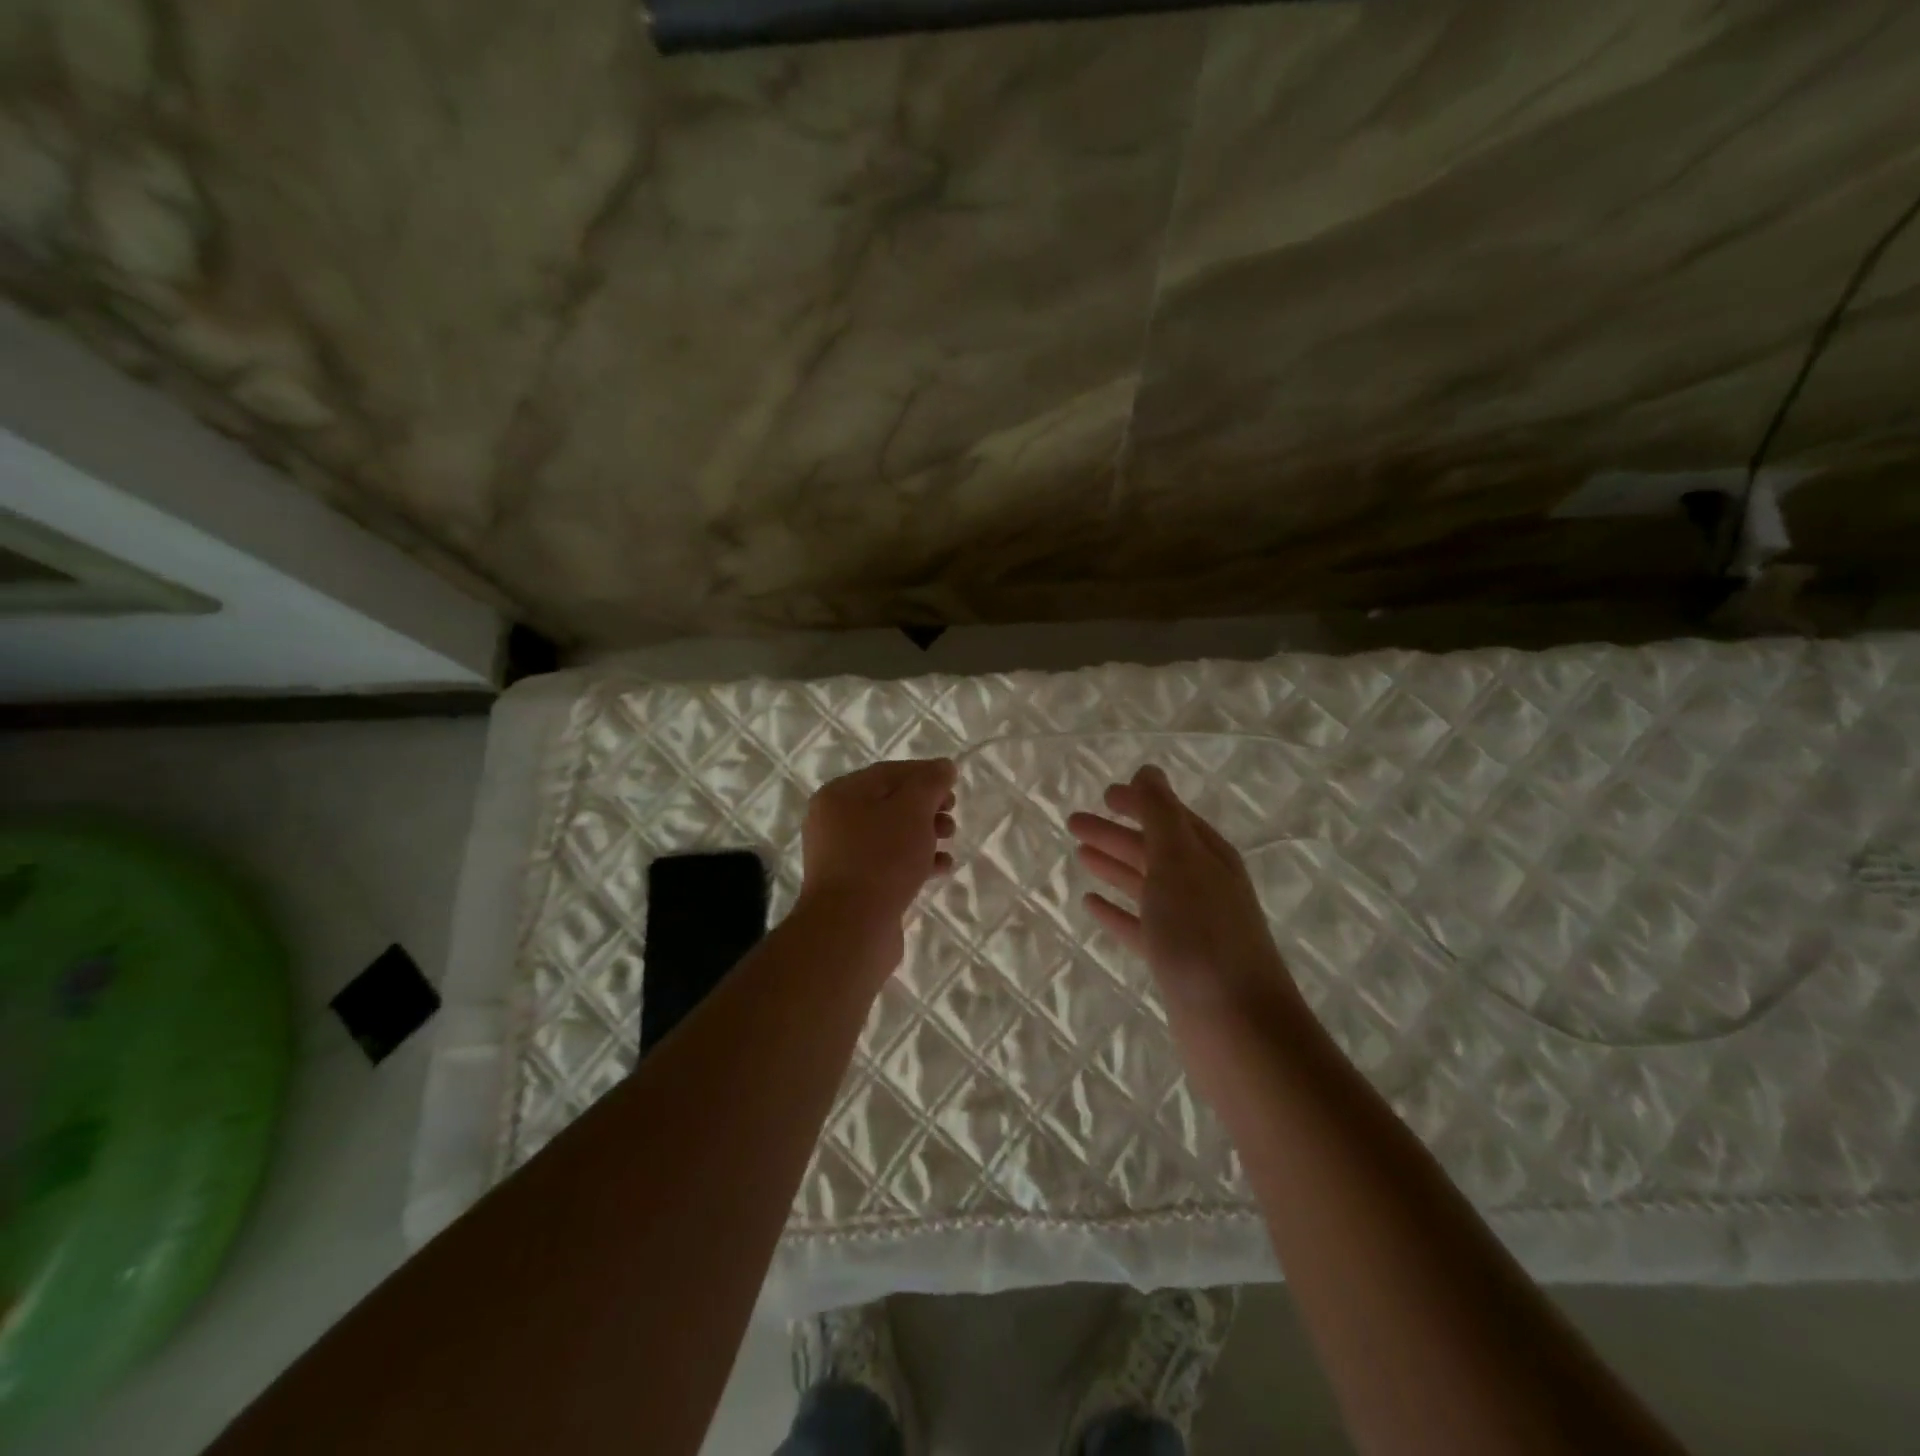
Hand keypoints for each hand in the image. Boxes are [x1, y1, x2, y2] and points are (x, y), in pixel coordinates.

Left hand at [797, 759, 956, 932]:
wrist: (851, 929)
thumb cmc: (881, 858)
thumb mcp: (912, 810)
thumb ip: (930, 783)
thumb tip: (944, 766)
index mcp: (839, 795)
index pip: (889, 772)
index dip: (925, 773)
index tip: (954, 783)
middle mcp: (833, 822)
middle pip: (889, 803)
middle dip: (926, 806)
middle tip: (951, 813)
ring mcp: (840, 856)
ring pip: (890, 834)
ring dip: (924, 833)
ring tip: (950, 839)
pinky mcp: (853, 886)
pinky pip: (887, 863)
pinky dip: (914, 860)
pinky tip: (941, 868)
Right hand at [1067, 766, 1301, 1023]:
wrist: (1236, 1026)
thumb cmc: (1202, 934)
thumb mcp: (1178, 861)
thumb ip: (1160, 814)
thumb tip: (1148, 770)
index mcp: (1208, 856)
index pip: (1169, 817)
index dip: (1138, 803)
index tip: (1104, 794)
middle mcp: (1202, 886)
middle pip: (1153, 849)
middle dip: (1116, 833)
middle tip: (1073, 823)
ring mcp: (1190, 925)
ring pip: (1145, 885)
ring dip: (1114, 867)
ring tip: (1080, 855)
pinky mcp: (1176, 961)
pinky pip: (1139, 925)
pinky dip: (1116, 911)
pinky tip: (1090, 906)